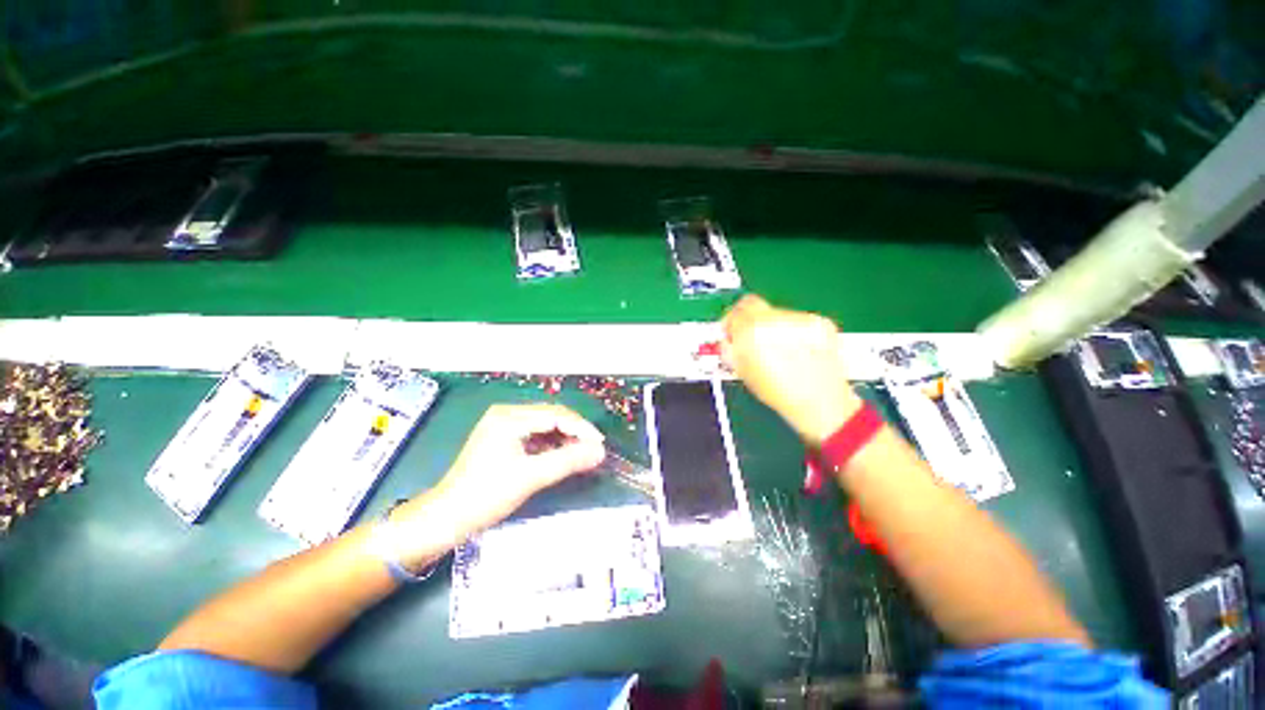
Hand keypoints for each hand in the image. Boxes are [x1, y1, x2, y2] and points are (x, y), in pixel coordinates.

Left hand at [382, 404, 605, 569]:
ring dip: (564, 438)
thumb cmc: (486, 496)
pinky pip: (535, 434)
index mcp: (509, 417)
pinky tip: (562, 455)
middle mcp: (506, 413)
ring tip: (582, 453)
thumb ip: (568, 461)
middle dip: (574, 432)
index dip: (581, 428)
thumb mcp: (531, 477)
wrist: (447, 517)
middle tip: (594, 449)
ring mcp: (503, 424)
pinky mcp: (503, 437)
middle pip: (551, 416)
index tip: (600, 444)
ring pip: (545, 425)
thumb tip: (600, 452)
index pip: (555, 415)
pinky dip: (551, 444)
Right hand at [721, 295, 860, 444]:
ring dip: (774, 327)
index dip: (731, 322)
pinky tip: (799, 352)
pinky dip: (795, 332)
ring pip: (777, 313)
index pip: (734, 311)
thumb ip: (730, 348)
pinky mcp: (819, 321)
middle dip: (750, 321)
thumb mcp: (741, 371)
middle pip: (754, 306)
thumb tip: (728, 338)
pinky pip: (799, 321)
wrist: (819, 401)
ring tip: (781, 352)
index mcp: (749, 330)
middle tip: (753, 339)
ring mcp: (798, 318)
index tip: (732, 332)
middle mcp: (773, 318)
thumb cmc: (775, 391)